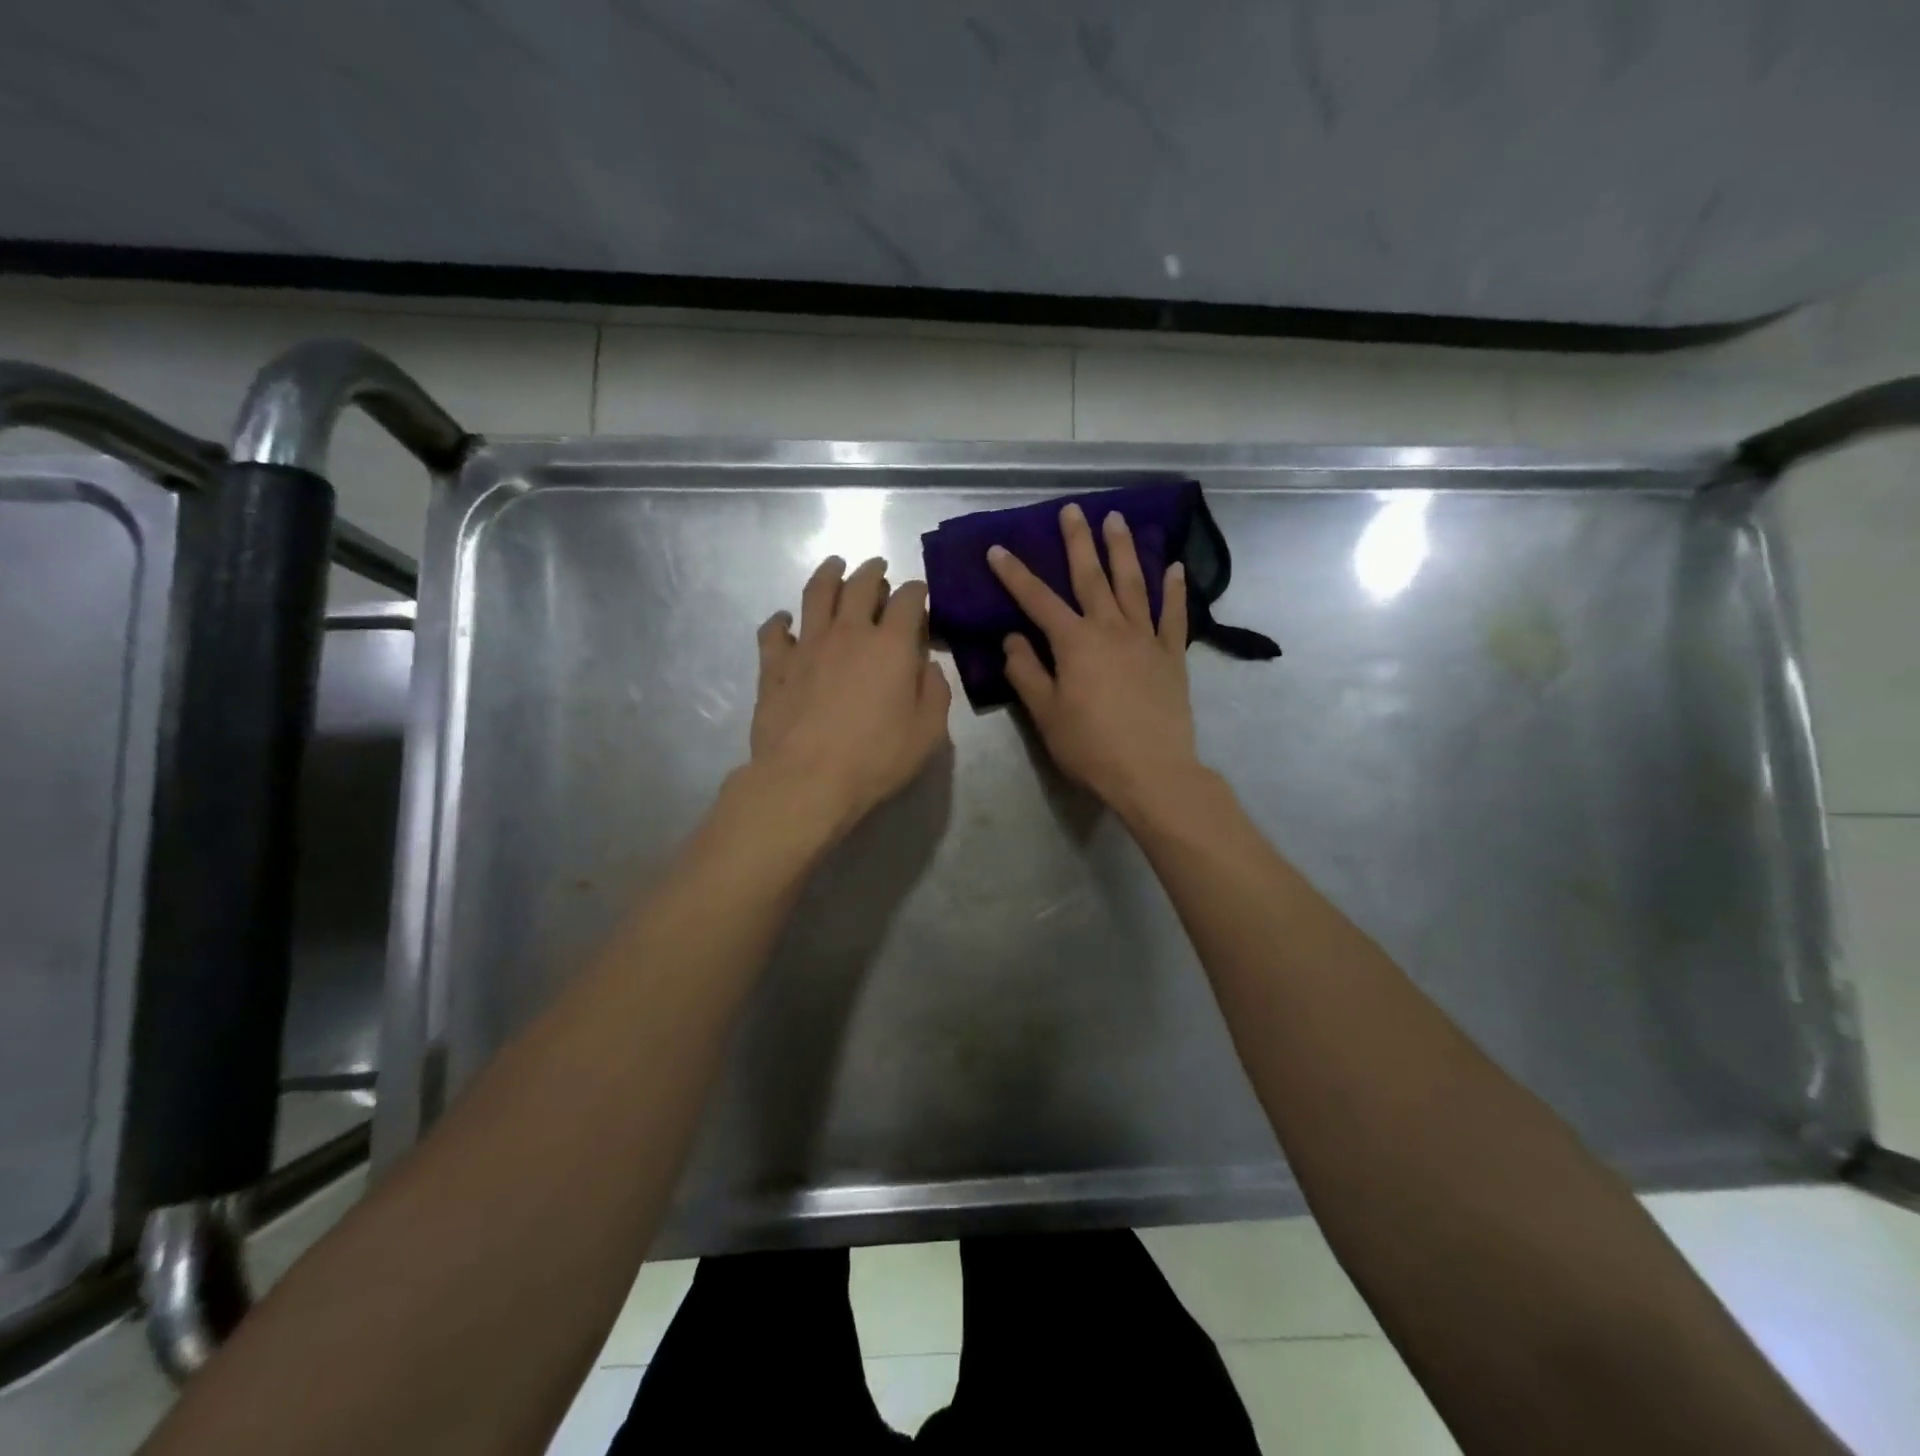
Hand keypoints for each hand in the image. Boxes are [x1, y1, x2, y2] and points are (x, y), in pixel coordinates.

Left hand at [749, 555, 951, 833]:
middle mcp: (848, 633)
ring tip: (834, 565)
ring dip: (828, 574)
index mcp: (890, 645)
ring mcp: (806, 645)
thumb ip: (935, 692)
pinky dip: (779, 620)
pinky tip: (784, 620)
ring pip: (816, 594)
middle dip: (872, 570)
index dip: (916, 590)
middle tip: (877, 566)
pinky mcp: (774, 665)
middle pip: (859, 585)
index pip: (907, 600)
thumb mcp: (928, 732)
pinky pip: (773, 631)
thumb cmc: (875, 758)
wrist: (806, 779)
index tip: (918, 592)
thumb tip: (926, 665)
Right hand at [987, 503, 1201, 817]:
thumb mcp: (1045, 714)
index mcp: (1074, 643)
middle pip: (1091, 577)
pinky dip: (1173, 590)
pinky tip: (1173, 567)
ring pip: (1133, 585)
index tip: (998, 548)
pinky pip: (1174, 616)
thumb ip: (1026, 672)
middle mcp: (1110, 629)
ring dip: (1124, 550)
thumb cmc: (1090, 747)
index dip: (1015, 574)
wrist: (1151, 772)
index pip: (1037, 600)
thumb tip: (1013, 639)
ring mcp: (1146, 640)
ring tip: (1118, 519)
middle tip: (1073, 510)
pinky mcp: (1172, 656)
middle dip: (1079, 542)